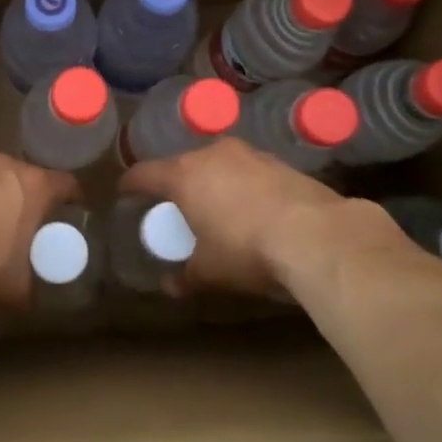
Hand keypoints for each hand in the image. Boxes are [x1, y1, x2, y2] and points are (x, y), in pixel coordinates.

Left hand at [0, 153, 78, 307]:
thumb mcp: (17, 286)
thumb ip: (34, 281)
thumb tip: (36, 289)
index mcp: (34, 185)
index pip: (66, 184)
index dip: (72, 200)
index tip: (72, 215)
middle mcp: (4, 165)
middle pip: (28, 177)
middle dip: (31, 198)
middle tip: (30, 224)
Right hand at [119, 138, 408, 295]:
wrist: (316, 235)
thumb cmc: (246, 249)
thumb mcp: (209, 271)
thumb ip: (185, 276)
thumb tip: (170, 287)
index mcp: (183, 175)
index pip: (144, 174)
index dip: (131, 184)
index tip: (125, 192)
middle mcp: (212, 155)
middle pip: (182, 164)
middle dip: (176, 183)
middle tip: (174, 205)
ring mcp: (250, 155)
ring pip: (219, 164)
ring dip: (212, 182)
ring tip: (215, 206)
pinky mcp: (281, 162)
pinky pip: (249, 171)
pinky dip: (243, 186)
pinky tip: (252, 208)